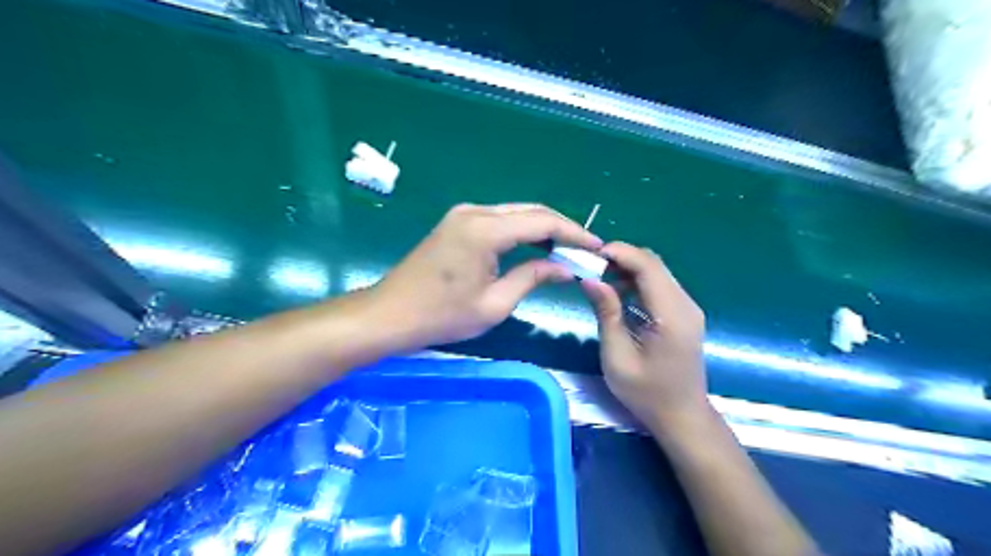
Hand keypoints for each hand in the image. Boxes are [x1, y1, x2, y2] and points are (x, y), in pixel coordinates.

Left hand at [373, 205, 603, 349]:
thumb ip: (533, 278)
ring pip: (515, 213)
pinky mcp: (456, 223)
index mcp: (485, 230)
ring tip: (566, 250)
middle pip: (530, 212)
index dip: (573, 234)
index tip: (596, 247)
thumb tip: (566, 268)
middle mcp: (475, 212)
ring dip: (542, 229)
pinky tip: (535, 247)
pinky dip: (521, 231)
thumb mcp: (495, 304)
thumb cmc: (441, 316)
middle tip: (585, 249)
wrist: (389, 314)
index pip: (542, 222)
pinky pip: (498, 220)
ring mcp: (463, 215)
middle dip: (561, 229)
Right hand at [583, 241, 712, 429]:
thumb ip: (606, 313)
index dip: (620, 252)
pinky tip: (618, 294)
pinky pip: (660, 285)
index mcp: (671, 315)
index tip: (590, 254)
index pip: (648, 266)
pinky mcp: (684, 313)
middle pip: (654, 263)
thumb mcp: (617, 357)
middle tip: (590, 267)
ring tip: (599, 279)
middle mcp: (685, 304)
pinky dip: (637, 281)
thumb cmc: (646, 393)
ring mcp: (688, 308)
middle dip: (621, 258)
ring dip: (628, 269)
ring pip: (657, 271)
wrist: (682, 416)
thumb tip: (590, 279)